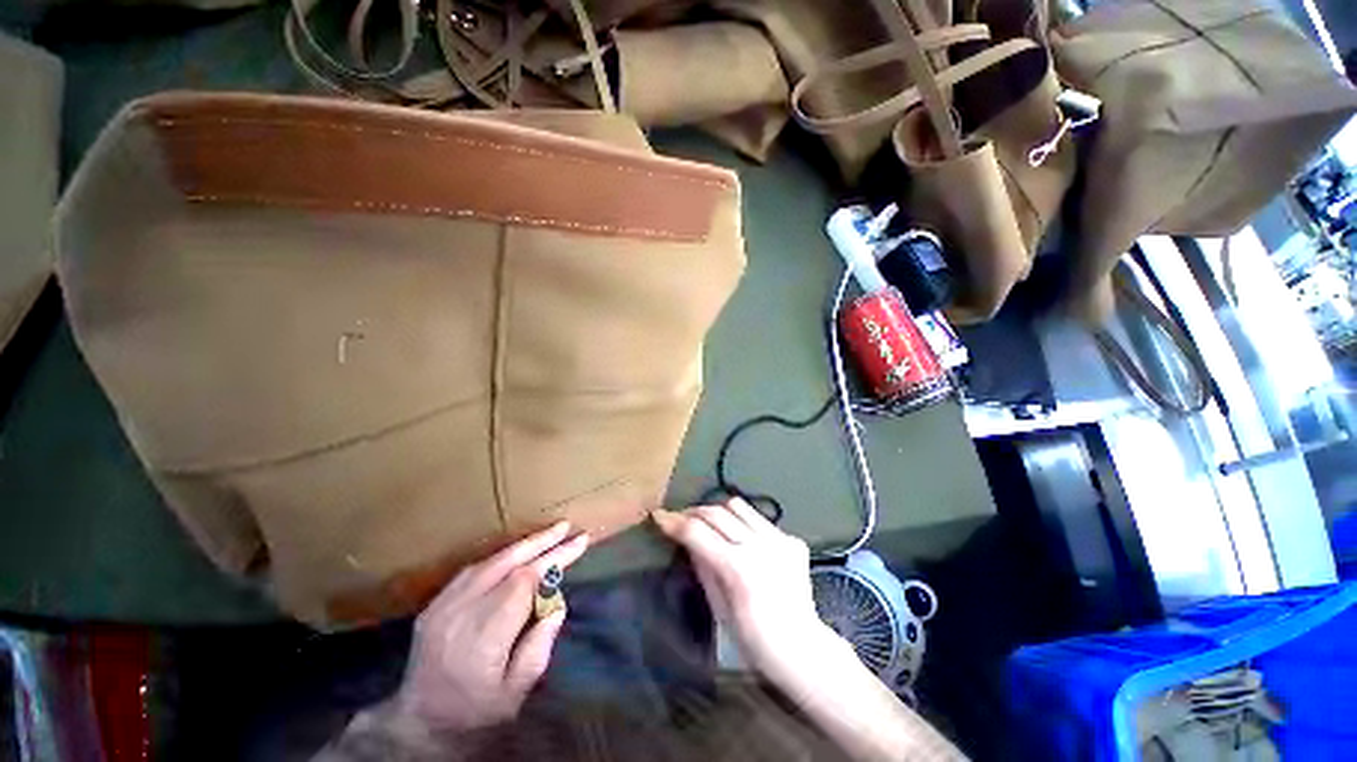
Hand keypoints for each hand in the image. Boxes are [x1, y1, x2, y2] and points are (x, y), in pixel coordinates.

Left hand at [391, 521, 589, 732]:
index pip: (525, 581)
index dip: (554, 558)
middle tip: (567, 526)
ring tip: (548, 534)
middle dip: (541, 542)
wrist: (419, 727)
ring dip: (522, 545)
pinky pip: (471, 570)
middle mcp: (461, 614)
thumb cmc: (476, 714)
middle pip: (507, 564)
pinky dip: (499, 557)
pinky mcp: (433, 606)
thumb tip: (557, 602)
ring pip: (489, 562)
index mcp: (484, 636)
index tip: (579, 543)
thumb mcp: (516, 693)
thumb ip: (539, 646)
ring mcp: (442, 607)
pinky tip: (515, 553)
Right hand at [651, 500, 837, 687]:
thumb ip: (702, 565)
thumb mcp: (718, 606)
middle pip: (716, 512)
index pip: (697, 532)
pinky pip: (760, 519)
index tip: (658, 516)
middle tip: (681, 520)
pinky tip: (742, 540)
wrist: (801, 648)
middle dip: (693, 512)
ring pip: (739, 506)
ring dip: (718, 511)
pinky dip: (744, 524)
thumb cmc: (753, 639)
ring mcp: (780, 539)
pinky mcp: (793, 539)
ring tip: (710, 523)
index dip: (673, 521)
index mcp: (737, 568)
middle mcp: (759, 545)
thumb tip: (686, 538)